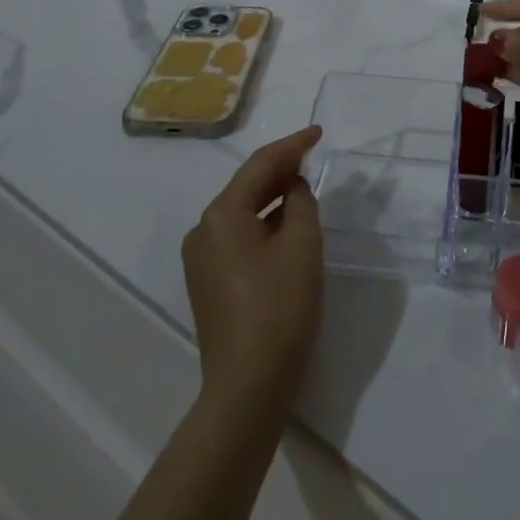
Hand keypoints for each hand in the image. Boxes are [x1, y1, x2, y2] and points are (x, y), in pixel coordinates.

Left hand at [182, 126, 323, 412]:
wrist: (248, 387)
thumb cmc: (279, 307)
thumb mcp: (302, 243)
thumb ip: (301, 201)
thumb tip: (293, 188)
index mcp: (222, 215)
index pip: (261, 165)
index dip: (293, 145)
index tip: (318, 133)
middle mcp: (203, 230)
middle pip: (247, 186)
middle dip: (281, 169)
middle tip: (313, 156)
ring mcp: (201, 259)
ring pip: (243, 211)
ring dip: (273, 196)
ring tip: (304, 185)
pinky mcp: (208, 283)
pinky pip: (238, 235)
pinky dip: (263, 223)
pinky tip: (286, 224)